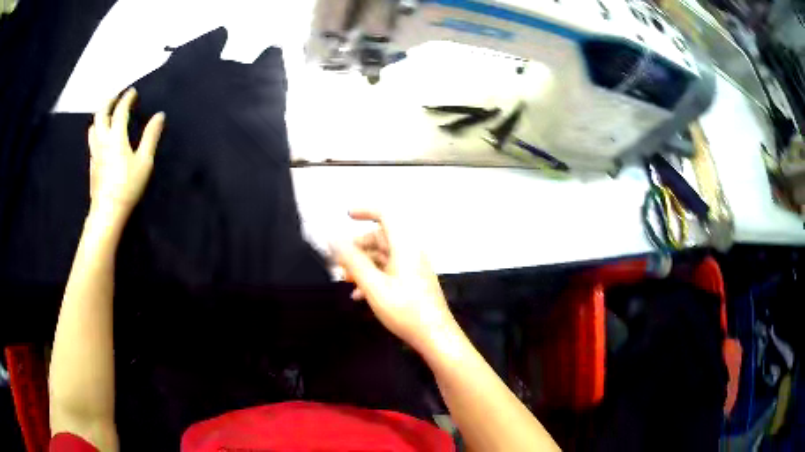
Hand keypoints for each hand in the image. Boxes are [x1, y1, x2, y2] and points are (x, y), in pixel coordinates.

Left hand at [88, 88, 163, 220]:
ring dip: (100, 115)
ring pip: (93, 126)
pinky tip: (101, 137)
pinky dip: (96, 131)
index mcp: (116, 136)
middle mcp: (102, 139)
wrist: (107, 211)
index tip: (132, 91)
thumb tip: (159, 115)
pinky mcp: (91, 163)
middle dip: (109, 101)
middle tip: (116, 96)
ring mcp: (94, 152)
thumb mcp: (144, 162)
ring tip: (107, 114)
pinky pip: (92, 140)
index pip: (120, 110)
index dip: (127, 98)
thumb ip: (151, 136)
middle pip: (101, 113)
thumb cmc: (127, 186)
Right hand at [332, 210, 456, 353]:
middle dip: (357, 247)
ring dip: (362, 265)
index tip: (346, 215)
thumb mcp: (373, 285)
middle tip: (339, 263)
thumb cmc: (405, 310)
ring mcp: (413, 267)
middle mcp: (411, 252)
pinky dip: (373, 277)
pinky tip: (360, 295)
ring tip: (345, 281)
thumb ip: (352, 260)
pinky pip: (389, 271)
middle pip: (381, 238)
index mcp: (405, 246)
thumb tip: (333, 238)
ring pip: (383, 256)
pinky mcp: (413, 281)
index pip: (386, 214)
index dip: (366, 210)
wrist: (435, 336)